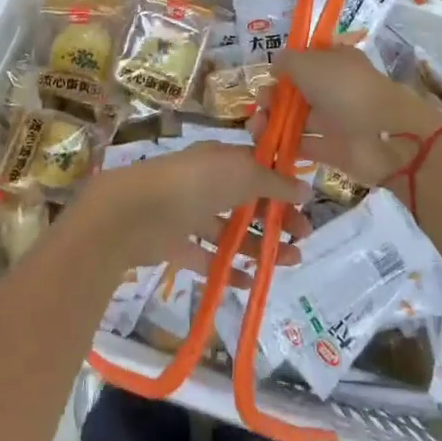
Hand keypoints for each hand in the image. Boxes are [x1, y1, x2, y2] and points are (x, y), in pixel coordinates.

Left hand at [73, 141, 310, 284]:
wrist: (135, 212)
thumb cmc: (196, 183)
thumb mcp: (244, 174)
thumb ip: (274, 184)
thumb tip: (306, 189)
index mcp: (221, 158)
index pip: (257, 168)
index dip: (282, 185)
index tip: (305, 204)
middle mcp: (206, 182)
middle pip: (247, 200)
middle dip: (277, 217)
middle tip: (303, 237)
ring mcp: (189, 213)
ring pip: (231, 230)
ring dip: (260, 245)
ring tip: (290, 262)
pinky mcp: (176, 244)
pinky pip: (208, 256)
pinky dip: (229, 268)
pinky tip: (251, 282)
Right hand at [257, 46, 441, 189]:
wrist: (382, 135)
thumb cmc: (344, 89)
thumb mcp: (308, 63)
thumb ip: (287, 61)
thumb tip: (276, 66)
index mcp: (336, 61)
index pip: (308, 59)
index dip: (287, 66)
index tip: (270, 75)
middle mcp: (335, 88)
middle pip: (298, 91)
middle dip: (274, 95)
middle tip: (259, 103)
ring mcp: (335, 119)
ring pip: (297, 118)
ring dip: (274, 120)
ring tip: (255, 126)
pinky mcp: (332, 149)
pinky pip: (303, 144)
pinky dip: (284, 144)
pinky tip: (265, 144)